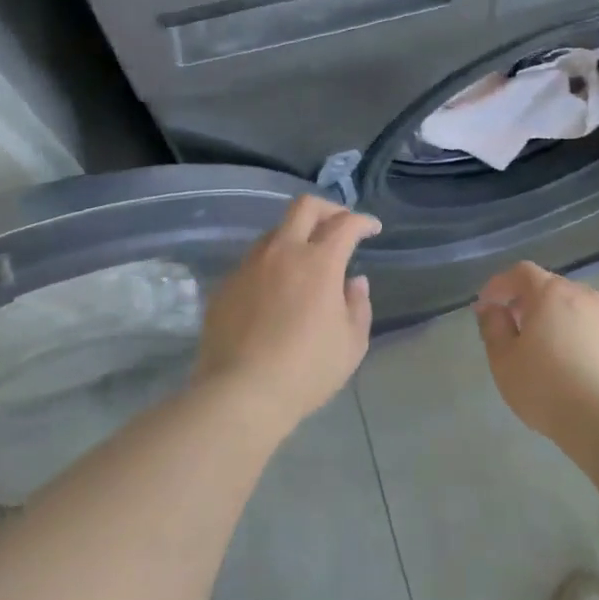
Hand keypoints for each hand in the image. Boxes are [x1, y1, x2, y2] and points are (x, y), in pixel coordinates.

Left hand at [192, 195, 380, 434]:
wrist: (240, 392)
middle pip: (304, 207)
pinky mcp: (225, 285)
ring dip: (296, 236)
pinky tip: (276, 291)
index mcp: (319, 262)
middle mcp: (282, 252)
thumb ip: (358, 305)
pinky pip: (253, 262)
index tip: (372, 229)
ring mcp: (248, 266)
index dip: (363, 221)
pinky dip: (272, 265)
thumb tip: (354, 281)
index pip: (345, 224)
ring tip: (307, 260)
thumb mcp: (351, 344)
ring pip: (274, 232)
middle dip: (328, 209)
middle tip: (340, 226)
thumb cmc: (306, 370)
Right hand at [474, 262, 598, 447]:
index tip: (487, 305)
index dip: (500, 284)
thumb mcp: (504, 360)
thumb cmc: (546, 388)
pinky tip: (579, 370)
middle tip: (515, 328)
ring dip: (559, 321)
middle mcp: (586, 297)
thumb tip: (491, 309)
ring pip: (579, 310)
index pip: (521, 273)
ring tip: (549, 352)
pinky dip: (583, 341)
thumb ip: (493, 327)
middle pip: (552, 288)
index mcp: (551, 294)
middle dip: (529, 302)